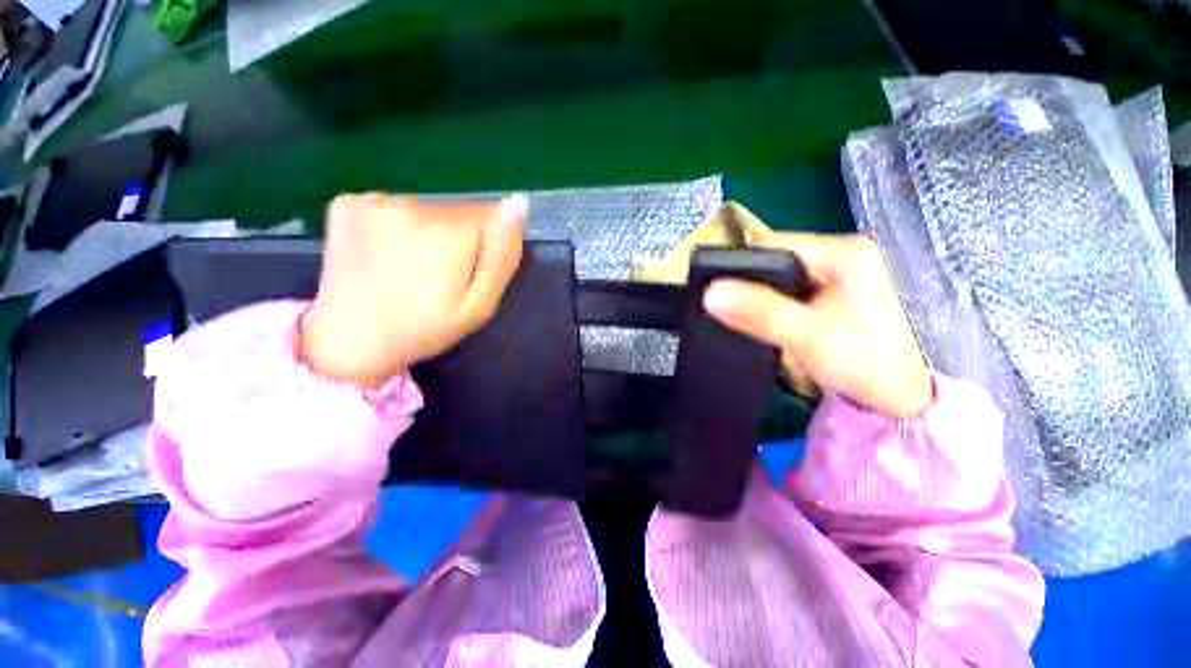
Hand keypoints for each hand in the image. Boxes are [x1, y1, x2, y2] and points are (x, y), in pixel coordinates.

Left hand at [300, 193, 527, 388]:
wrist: (350, 340)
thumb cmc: (425, 329)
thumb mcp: (480, 305)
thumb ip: (502, 256)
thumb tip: (517, 204)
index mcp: (448, 233)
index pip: (491, 216)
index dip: (486, 246)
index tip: (468, 273)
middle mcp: (412, 205)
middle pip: (458, 211)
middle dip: (459, 239)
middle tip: (439, 278)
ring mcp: (373, 200)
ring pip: (428, 209)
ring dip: (428, 233)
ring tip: (410, 269)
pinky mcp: (347, 202)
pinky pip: (393, 207)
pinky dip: (395, 226)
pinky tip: (384, 255)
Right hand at [703, 233, 931, 417]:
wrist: (897, 397)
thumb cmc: (864, 364)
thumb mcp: (809, 337)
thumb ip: (761, 313)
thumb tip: (711, 293)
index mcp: (843, 252)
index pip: (773, 244)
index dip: (740, 266)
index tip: (719, 293)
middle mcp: (840, 253)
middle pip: (774, 257)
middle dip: (748, 282)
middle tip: (731, 310)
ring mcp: (836, 271)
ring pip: (777, 274)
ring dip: (758, 293)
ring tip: (745, 316)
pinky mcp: (830, 290)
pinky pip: (787, 288)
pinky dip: (770, 301)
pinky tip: (765, 318)